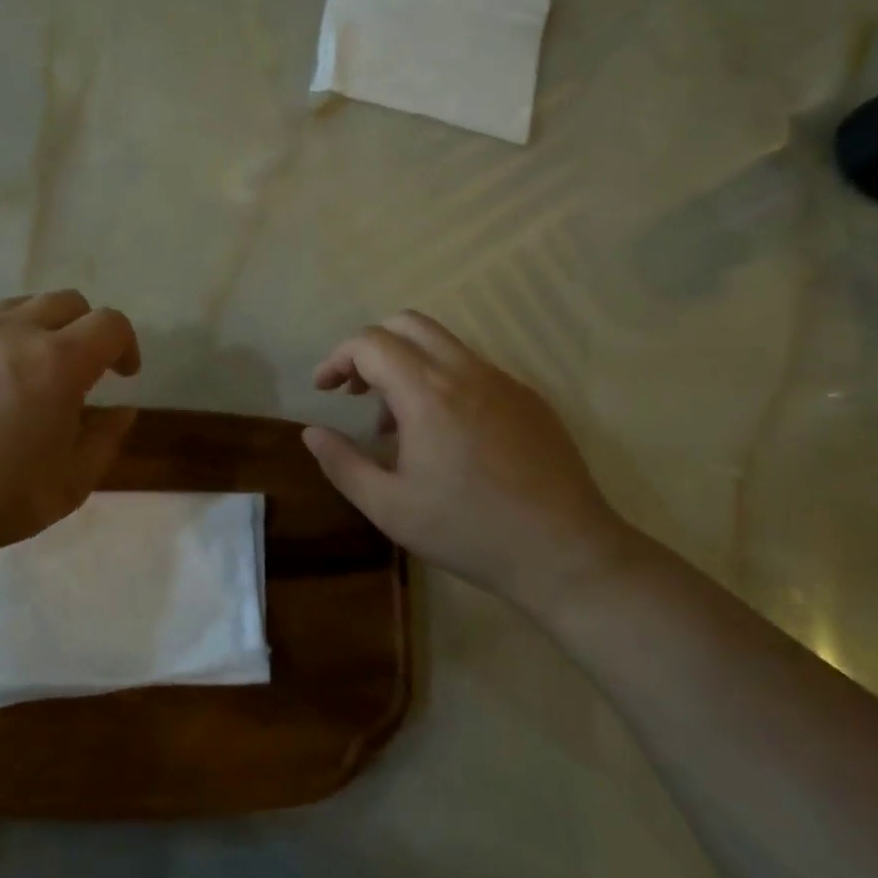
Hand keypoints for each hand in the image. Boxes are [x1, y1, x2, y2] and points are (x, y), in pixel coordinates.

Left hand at [0, 291, 141, 571]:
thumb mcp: (68, 486)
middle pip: (66, 301)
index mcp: (57, 362)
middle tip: (80, 370)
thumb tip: (122, 410)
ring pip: (17, 308)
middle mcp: (13, 332)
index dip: (126, 343)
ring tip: (28, 372)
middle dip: (86, 328)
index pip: (110, 323)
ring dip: (38, 330)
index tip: (123, 375)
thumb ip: (105, 441)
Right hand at [303, 310, 629, 610]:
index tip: (324, 390)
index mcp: (427, 392)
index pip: (370, 343)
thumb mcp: (388, 507)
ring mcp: (504, 381)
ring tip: (399, 421)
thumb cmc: (468, 531)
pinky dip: (443, 380)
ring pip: (443, 343)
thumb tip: (312, 432)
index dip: (338, 359)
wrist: (566, 553)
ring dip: (407, 363)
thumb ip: (342, 463)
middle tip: (357, 391)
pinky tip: (446, 434)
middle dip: (371, 347)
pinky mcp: (529, 398)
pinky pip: (474, 369)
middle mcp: (466, 372)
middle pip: (407, 324)